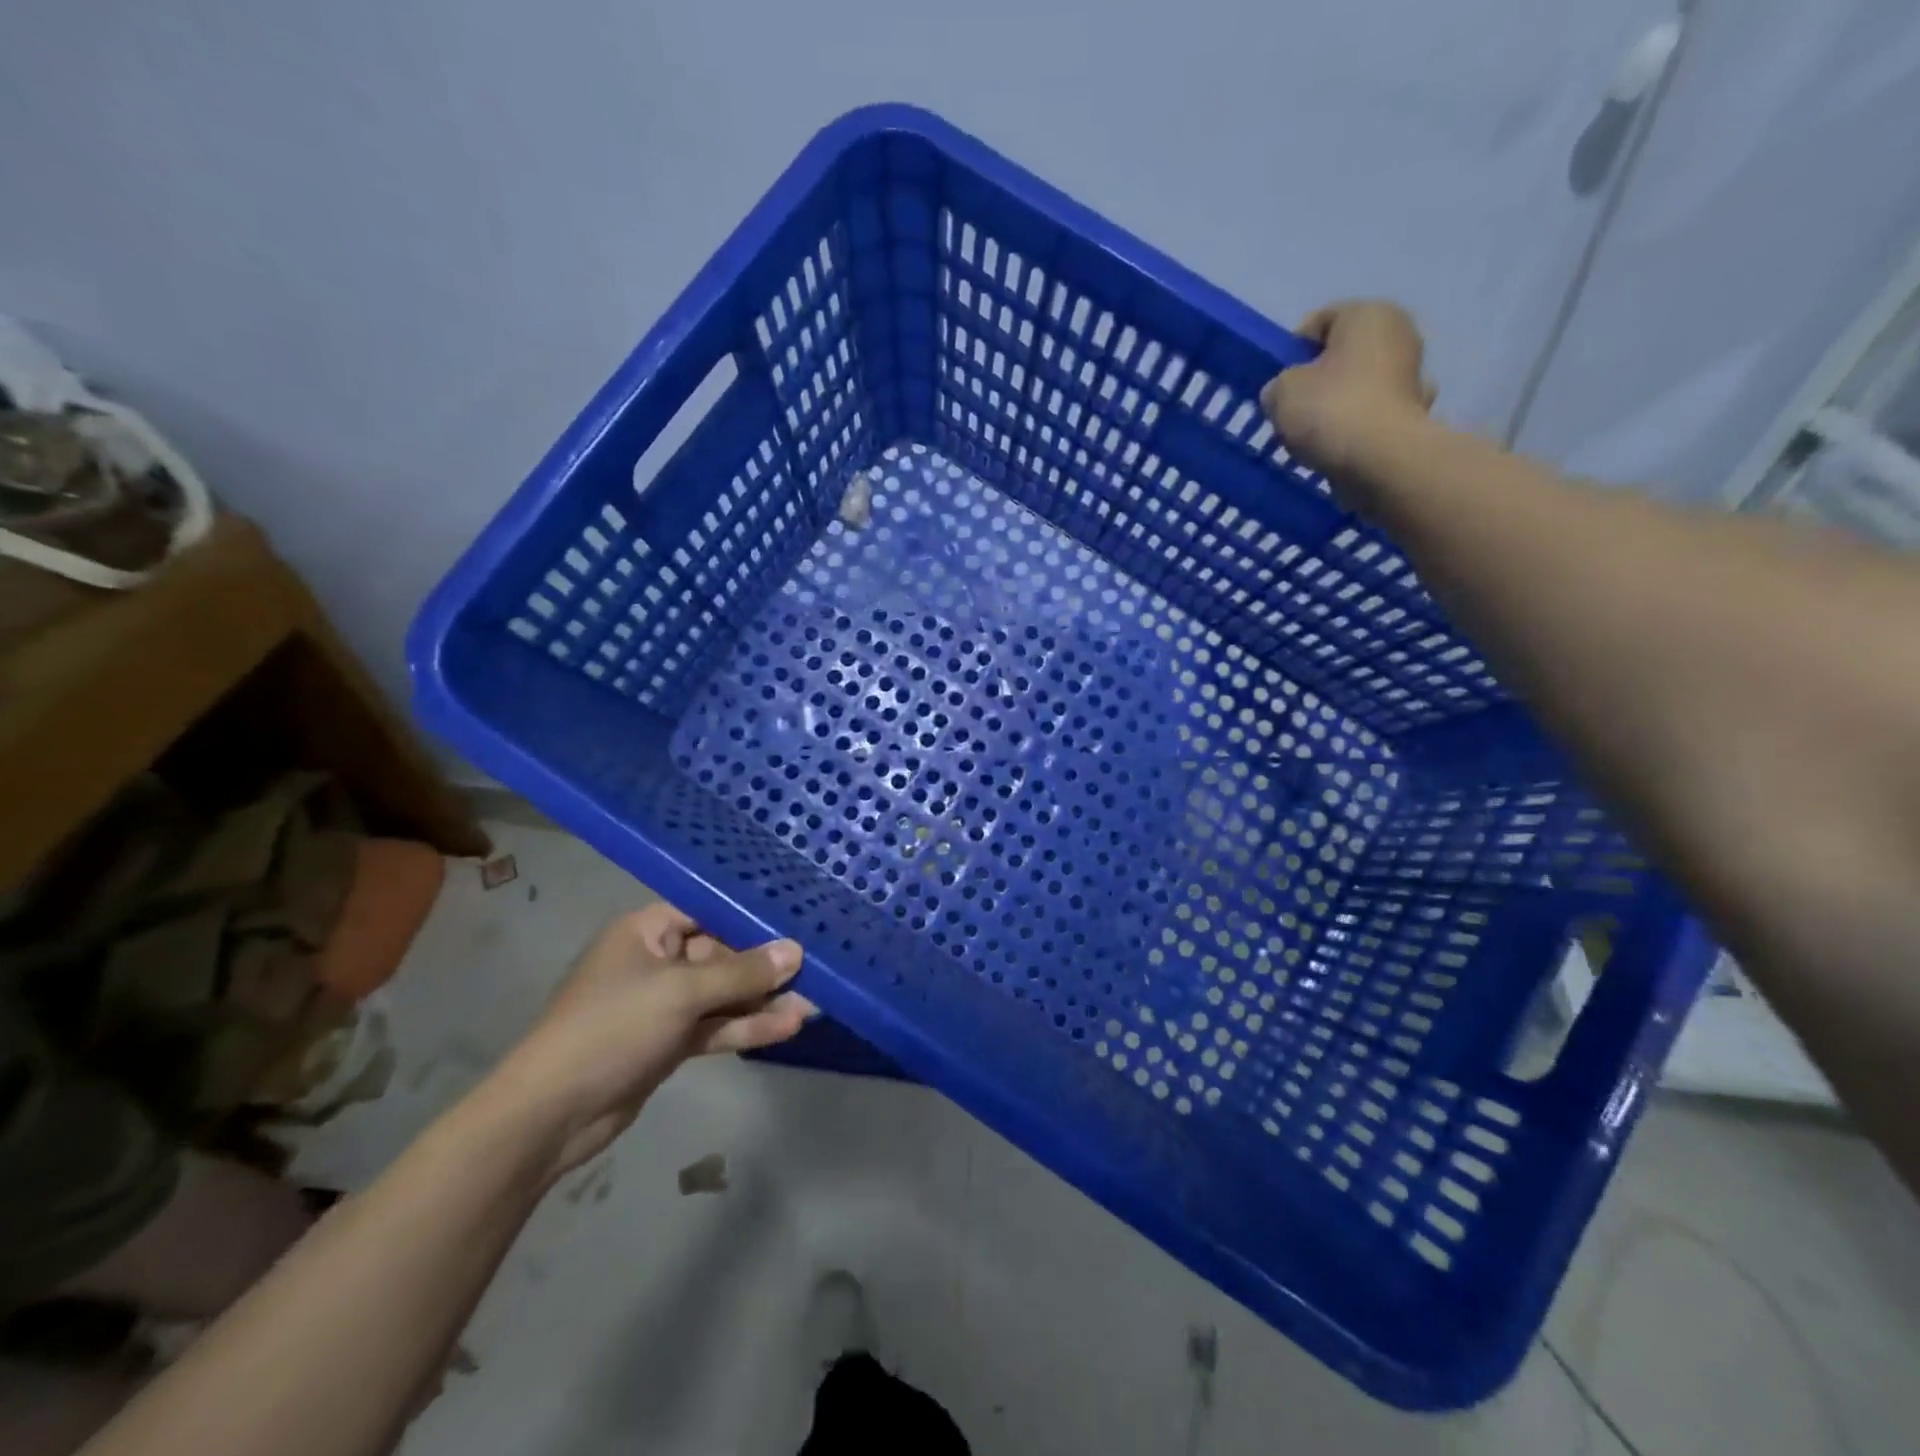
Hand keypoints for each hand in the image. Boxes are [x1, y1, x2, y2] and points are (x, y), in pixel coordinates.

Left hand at [486, 904, 811, 1177]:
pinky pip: (715, 1025)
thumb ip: (742, 973)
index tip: (796, 918)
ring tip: (813, 1002)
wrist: (551, 1114)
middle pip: (721, 953)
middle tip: (814, 967)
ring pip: (722, 994)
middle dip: (764, 965)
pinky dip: (746, 1027)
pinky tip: (787, 1027)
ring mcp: (662, 1004)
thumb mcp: (682, 992)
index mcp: (647, 931)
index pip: (707, 910)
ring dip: (762, 1000)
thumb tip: (795, 951)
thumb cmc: (612, 1028)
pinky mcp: (668, 1041)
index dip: (749, 915)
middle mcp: (656, 960)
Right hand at [1260, 300, 1435, 505]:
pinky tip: (1338, 446)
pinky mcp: (1414, 413)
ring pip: (1359, 385)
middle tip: (1291, 409)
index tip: (1277, 382)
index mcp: (1369, 313)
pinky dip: (1356, 427)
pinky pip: (1371, 415)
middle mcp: (1399, 334)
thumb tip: (1283, 393)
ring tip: (1312, 434)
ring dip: (1338, 403)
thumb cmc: (1330, 410)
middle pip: (1342, 353)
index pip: (1319, 321)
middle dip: (1317, 378)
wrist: (1380, 460)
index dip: (1291, 351)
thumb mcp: (1281, 392)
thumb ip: (1278, 386)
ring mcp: (1412, 375)